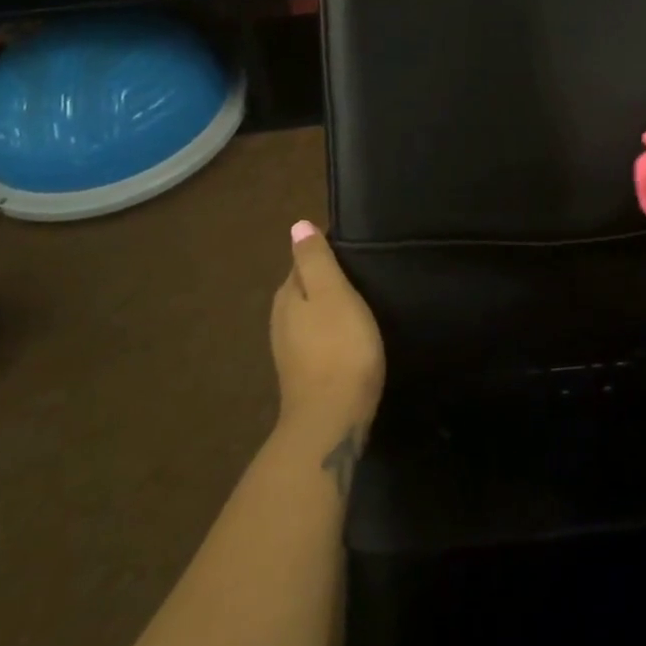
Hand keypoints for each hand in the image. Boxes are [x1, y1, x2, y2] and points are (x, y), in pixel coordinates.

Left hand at [271, 222, 385, 441]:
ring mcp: (290, 350)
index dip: (327, 253)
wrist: (331, 421)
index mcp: (288, 295)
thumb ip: (315, 259)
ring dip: (330, 308)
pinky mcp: (303, 373)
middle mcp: (281, 319)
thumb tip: (297, 225)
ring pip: (310, 315)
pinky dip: (331, 332)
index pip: (303, 261)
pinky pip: (316, 339)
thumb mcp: (332, 294)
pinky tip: (350, 337)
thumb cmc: (338, 348)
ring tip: (362, 304)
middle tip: (364, 274)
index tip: (355, 250)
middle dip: (328, 280)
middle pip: (305, 288)